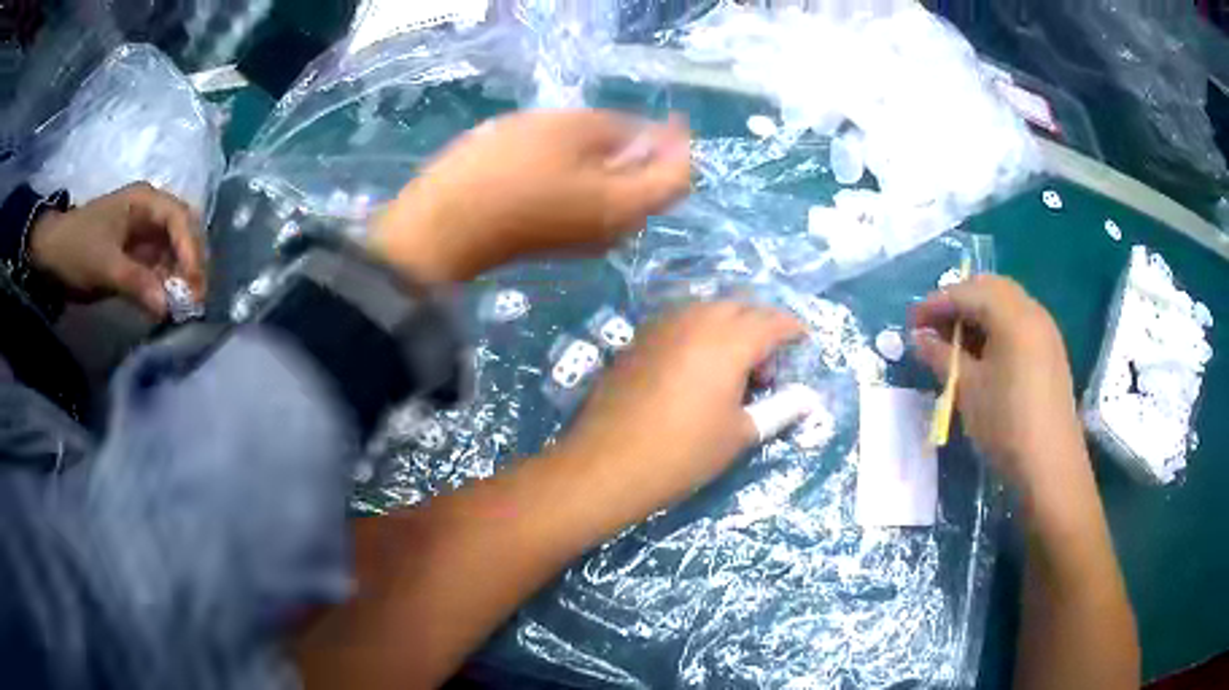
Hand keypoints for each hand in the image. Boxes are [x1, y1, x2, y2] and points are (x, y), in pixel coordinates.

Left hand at [29, 182, 206, 318]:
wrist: (51, 256)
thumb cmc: (77, 249)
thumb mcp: (105, 266)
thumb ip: (137, 284)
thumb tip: (167, 307)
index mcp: (145, 200)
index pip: (179, 219)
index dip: (191, 250)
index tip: (194, 285)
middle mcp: (149, 211)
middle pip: (183, 230)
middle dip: (193, 261)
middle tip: (197, 296)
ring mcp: (142, 232)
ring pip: (173, 249)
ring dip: (181, 274)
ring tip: (185, 303)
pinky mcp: (135, 253)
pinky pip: (159, 265)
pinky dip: (166, 282)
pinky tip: (168, 300)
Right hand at [368, 109, 690, 282]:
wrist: (443, 229)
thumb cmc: (503, 171)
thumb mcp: (562, 130)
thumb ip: (613, 129)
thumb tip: (642, 136)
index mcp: (625, 206)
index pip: (678, 179)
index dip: (681, 145)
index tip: (670, 117)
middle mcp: (615, 232)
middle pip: (650, 190)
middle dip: (649, 153)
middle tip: (629, 121)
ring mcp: (585, 240)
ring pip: (620, 197)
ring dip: (618, 163)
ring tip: (593, 132)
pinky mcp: (559, 240)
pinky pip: (594, 206)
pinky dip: (595, 178)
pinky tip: (568, 157)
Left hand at [554, 302, 803, 526]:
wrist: (607, 463)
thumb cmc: (683, 452)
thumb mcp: (739, 434)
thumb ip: (779, 409)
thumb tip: (810, 398)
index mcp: (729, 340)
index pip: (772, 321)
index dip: (793, 329)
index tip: (804, 341)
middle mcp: (696, 320)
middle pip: (740, 307)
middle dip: (761, 326)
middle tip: (768, 365)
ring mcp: (662, 326)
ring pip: (707, 310)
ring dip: (729, 327)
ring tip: (734, 367)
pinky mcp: (639, 339)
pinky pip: (680, 322)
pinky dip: (700, 333)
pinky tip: (698, 367)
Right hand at [910, 276, 1085, 489]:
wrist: (1050, 466)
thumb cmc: (1006, 424)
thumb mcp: (967, 389)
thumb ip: (942, 356)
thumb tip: (919, 338)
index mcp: (1012, 315)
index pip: (966, 292)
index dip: (934, 303)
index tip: (911, 323)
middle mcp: (1032, 311)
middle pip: (989, 288)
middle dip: (958, 301)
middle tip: (934, 327)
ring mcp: (1045, 330)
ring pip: (1006, 303)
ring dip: (978, 313)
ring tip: (955, 341)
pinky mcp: (1051, 350)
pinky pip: (1019, 321)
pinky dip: (996, 326)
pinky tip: (984, 353)